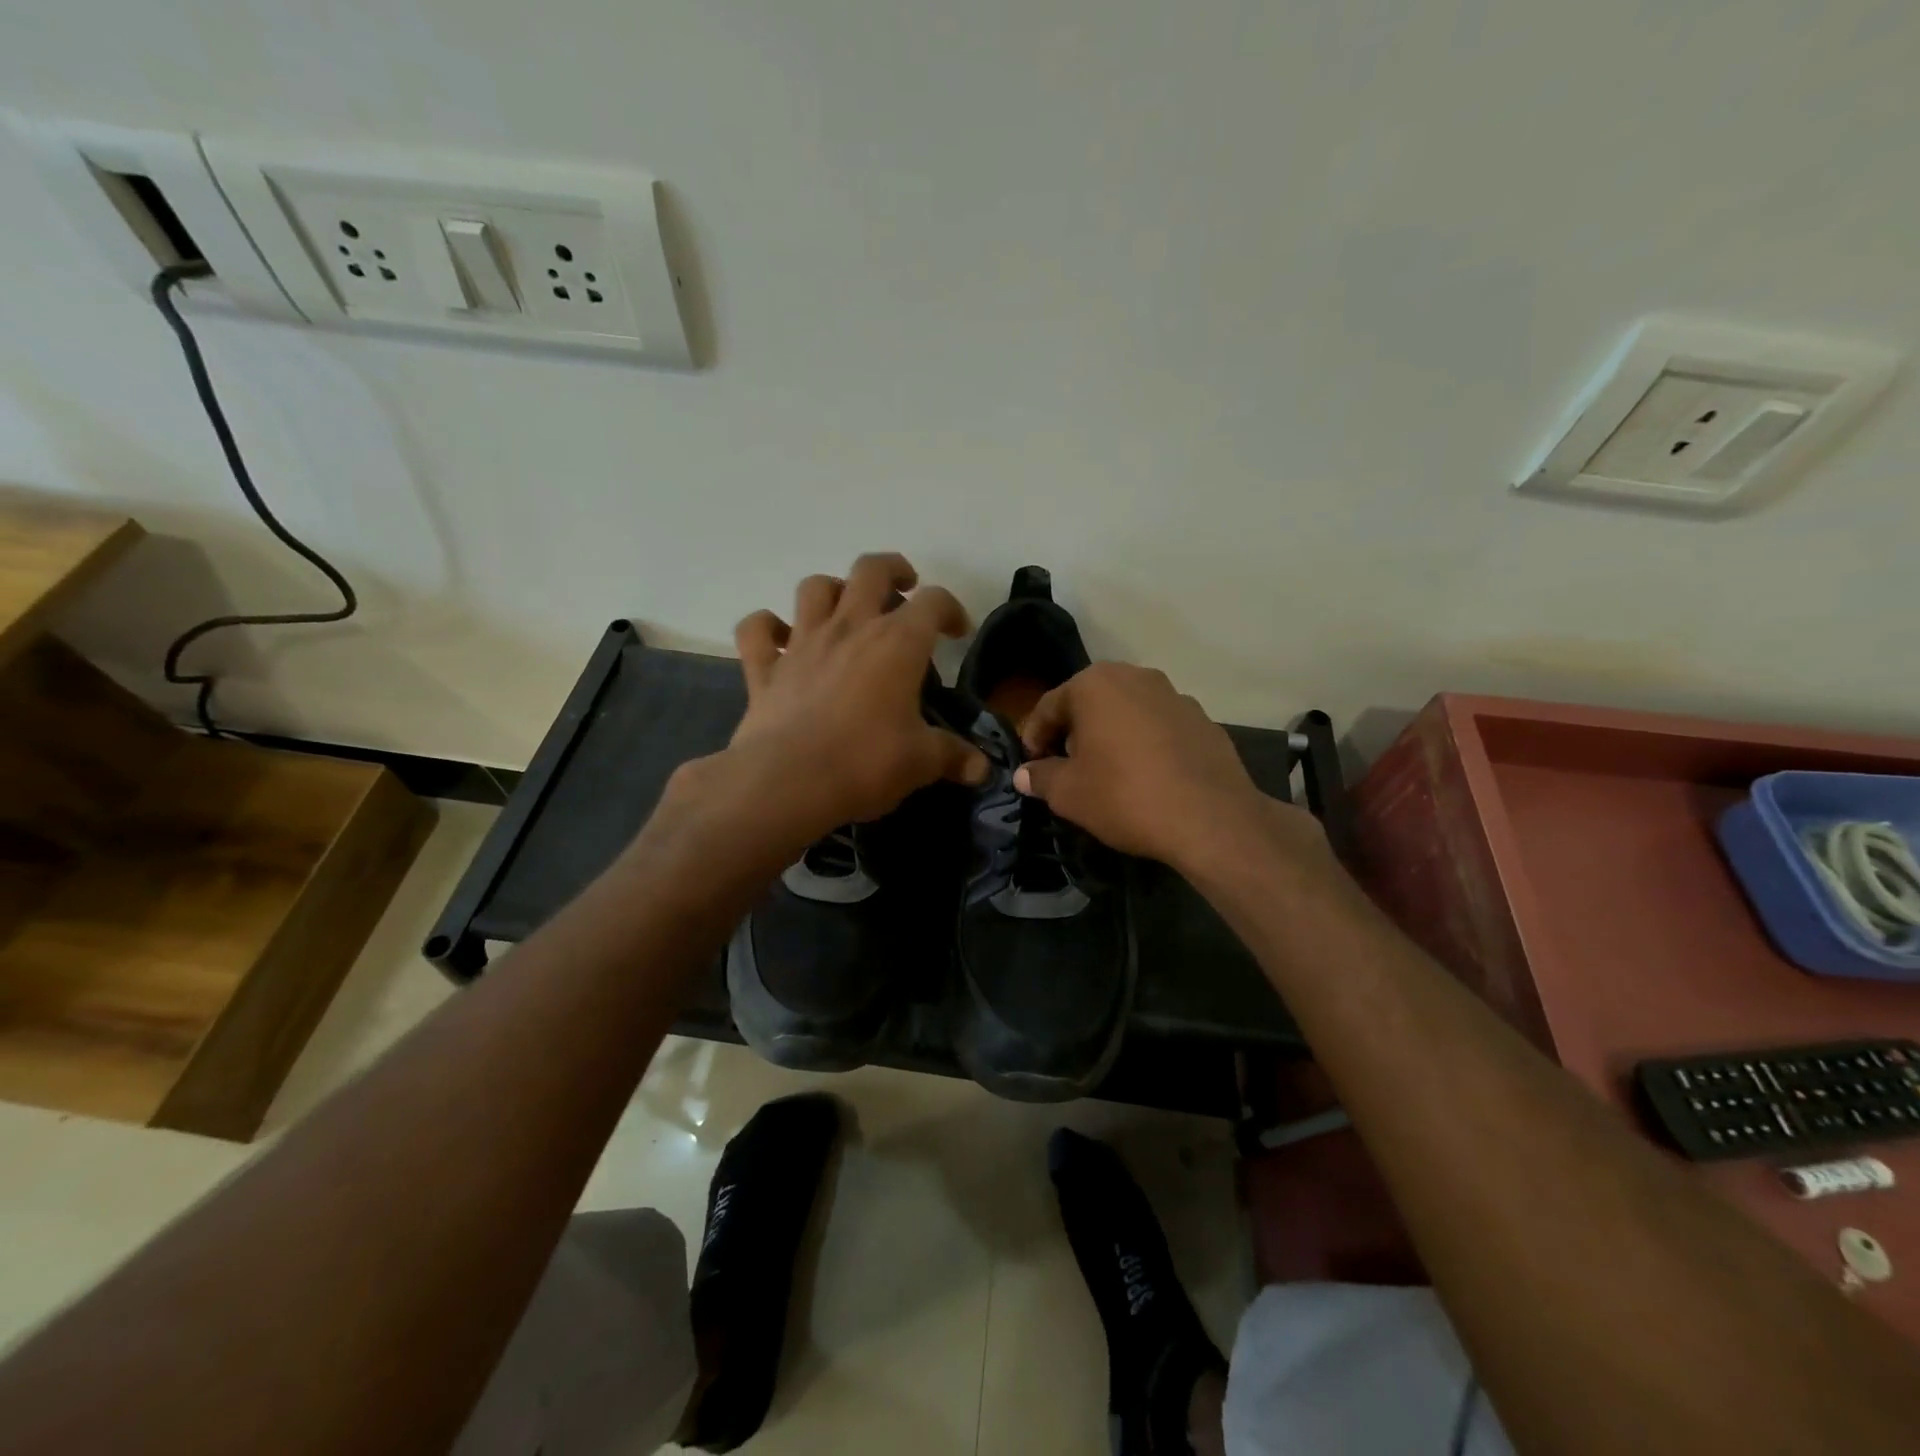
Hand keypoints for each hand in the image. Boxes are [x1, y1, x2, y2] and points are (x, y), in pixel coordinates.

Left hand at [720, 553, 987, 839]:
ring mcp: (802, 643)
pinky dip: (767, 627)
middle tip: (903, 589)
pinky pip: (757, 629)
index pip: (933, 602)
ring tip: (845, 610)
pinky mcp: (764, 668)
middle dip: (892, 570)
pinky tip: (780, 639)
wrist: (786, 782)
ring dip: (832, 590)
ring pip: (814, 588)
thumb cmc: (865, 763)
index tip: (958, 633)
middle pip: (870, 570)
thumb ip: (953, 757)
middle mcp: (849, 628)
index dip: (951, 609)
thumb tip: (982, 769)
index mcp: (896, 643)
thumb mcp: (921, 762)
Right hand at [1014, 663, 1315, 870]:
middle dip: (1073, 733)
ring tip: (1108, 774)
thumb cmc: (1125, 796)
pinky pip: (1159, 728)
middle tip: (1066, 769)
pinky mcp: (1204, 720)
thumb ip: (1041, 777)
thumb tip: (1024, 774)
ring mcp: (1175, 696)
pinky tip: (1147, 778)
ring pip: (1127, 713)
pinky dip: (1145, 745)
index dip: (1034, 738)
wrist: (1211, 819)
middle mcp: (1135, 677)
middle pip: (1089, 703)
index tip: (1031, 766)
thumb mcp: (1069, 793)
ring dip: (1111, 736)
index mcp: (1095, 684)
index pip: (1049, 706)